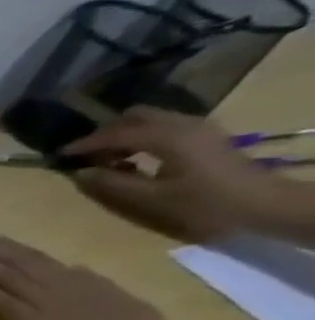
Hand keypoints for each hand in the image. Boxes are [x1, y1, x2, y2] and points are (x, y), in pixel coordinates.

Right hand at [63, 107, 278, 238]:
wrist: (260, 203)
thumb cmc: (203, 203)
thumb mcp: (151, 198)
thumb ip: (113, 184)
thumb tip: (82, 173)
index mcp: (168, 138)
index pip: (117, 134)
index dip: (86, 144)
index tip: (60, 154)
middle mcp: (183, 124)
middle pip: (135, 116)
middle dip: (106, 132)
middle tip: (86, 155)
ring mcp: (197, 127)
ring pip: (150, 119)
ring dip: (124, 134)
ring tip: (107, 158)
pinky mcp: (203, 135)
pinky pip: (164, 126)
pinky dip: (141, 136)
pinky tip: (133, 157)